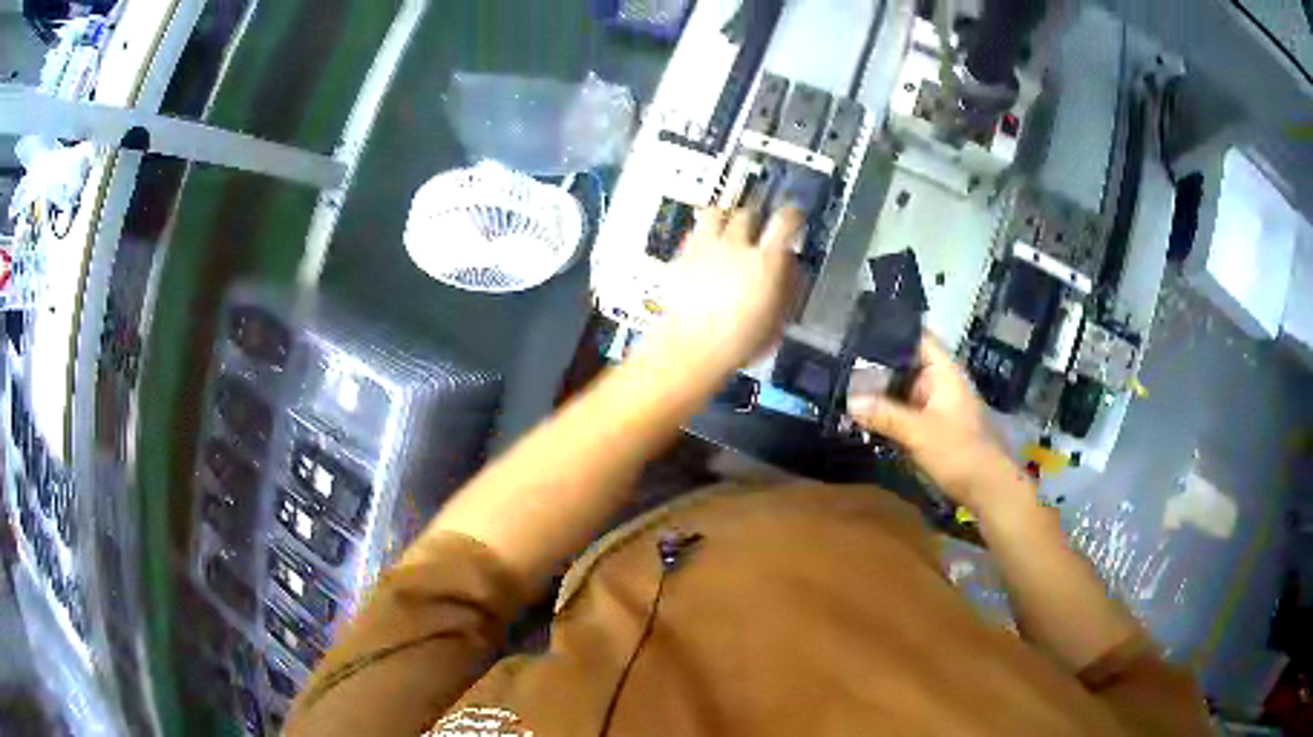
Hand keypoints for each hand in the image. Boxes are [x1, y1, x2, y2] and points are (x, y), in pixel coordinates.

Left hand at [646, 207, 802, 374]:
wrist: (693, 348)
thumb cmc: (740, 342)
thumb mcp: (778, 319)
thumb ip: (787, 288)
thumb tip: (793, 270)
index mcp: (767, 261)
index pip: (786, 220)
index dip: (793, 215)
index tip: (794, 217)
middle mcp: (737, 246)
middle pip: (749, 214)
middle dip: (756, 219)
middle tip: (758, 230)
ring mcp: (706, 247)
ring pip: (716, 213)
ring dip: (725, 219)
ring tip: (727, 231)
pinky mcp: (682, 255)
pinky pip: (694, 233)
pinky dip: (703, 236)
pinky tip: (706, 251)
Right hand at [847, 336, 1029, 514]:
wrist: (984, 487)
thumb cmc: (958, 451)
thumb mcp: (919, 432)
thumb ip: (885, 414)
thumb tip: (849, 400)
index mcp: (943, 372)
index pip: (918, 338)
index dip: (892, 331)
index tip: (860, 330)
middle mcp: (939, 382)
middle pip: (905, 364)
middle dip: (876, 365)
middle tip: (840, 361)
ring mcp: (935, 405)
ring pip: (902, 390)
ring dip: (879, 391)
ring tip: (843, 385)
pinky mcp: (930, 426)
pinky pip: (903, 411)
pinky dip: (886, 412)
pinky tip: (861, 414)